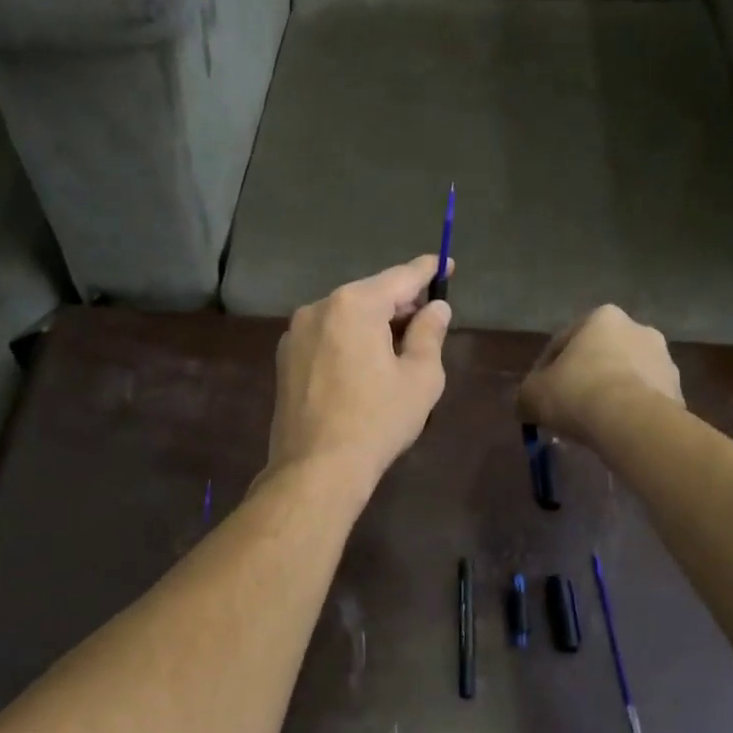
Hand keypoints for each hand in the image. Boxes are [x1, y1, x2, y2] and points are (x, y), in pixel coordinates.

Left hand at [266, 257, 453, 487]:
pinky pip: (327, 336)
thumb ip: (430, 333)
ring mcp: (296, 333)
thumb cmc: (377, 420)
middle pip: (370, 295)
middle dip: (401, 304)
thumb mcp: (420, 377)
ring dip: (374, 324)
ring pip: (346, 316)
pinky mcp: (285, 359)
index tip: (447, 264)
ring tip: (399, 349)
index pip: (400, 277)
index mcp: (353, 305)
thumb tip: (436, 308)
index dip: (428, 270)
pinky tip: (365, 367)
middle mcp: (318, 308)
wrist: (316, 468)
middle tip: (429, 319)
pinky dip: (350, 340)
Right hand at [517, 305, 682, 449]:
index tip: (539, 394)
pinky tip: (615, 431)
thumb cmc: (577, 393)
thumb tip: (526, 405)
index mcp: (602, 317)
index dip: (545, 370)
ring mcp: (664, 360)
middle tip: (567, 407)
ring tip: (593, 423)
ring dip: (609, 394)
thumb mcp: (532, 394)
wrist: (633, 423)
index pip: (563, 342)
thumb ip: (526, 395)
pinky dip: (630, 412)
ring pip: (625, 377)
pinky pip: (644, 400)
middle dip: (584, 378)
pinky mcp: (679, 391)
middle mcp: (638, 329)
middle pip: (599, 356)